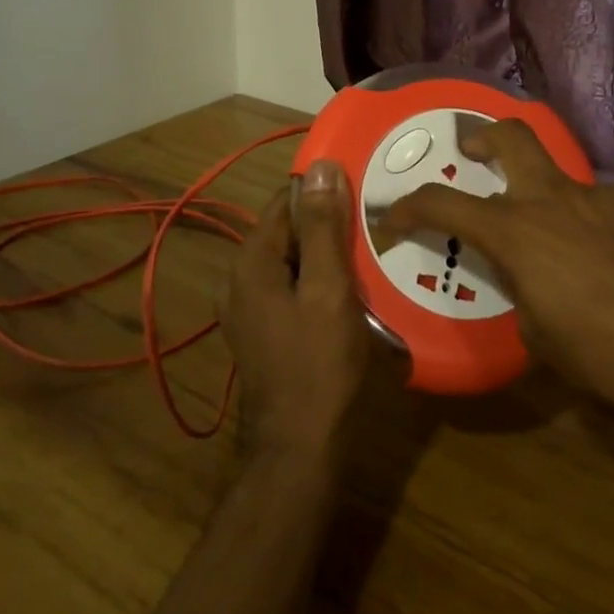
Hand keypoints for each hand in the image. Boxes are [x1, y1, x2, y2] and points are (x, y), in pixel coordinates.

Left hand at [221, 161, 370, 463]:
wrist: (300, 448)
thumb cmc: (319, 364)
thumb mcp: (328, 289)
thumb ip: (322, 227)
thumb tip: (322, 166)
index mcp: (251, 262)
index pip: (286, 200)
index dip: (324, 193)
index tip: (364, 196)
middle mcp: (240, 279)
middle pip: (287, 230)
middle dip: (327, 226)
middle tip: (373, 230)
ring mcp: (248, 308)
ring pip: (291, 260)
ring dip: (325, 255)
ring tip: (368, 257)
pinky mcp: (263, 330)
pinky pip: (291, 287)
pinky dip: (317, 281)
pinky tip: (350, 293)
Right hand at [376, 118, 613, 419]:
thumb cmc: (606, 360)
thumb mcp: (539, 336)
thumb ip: (520, 290)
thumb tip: (525, 278)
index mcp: (519, 231)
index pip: (443, 203)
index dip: (408, 207)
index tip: (392, 218)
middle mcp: (560, 199)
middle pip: (512, 137)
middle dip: (482, 136)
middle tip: (474, 151)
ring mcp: (610, 199)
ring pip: (565, 183)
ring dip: (550, 204)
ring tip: (568, 252)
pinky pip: (608, 209)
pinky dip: (596, 228)